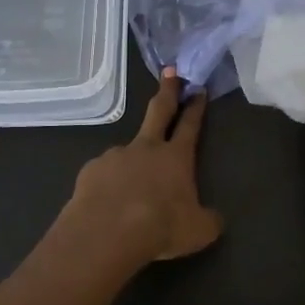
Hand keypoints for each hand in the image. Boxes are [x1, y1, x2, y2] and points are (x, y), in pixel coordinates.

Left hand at [54, 72, 222, 269]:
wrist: (107, 233)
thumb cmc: (160, 227)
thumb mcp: (198, 231)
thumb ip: (208, 220)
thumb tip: (213, 218)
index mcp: (176, 157)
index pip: (190, 125)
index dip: (195, 107)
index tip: (198, 88)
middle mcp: (146, 148)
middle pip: (159, 111)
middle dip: (168, 90)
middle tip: (170, 71)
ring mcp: (116, 155)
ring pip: (128, 152)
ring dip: (132, 163)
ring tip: (130, 192)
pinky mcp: (91, 170)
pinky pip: (104, 175)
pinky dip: (109, 184)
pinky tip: (108, 204)